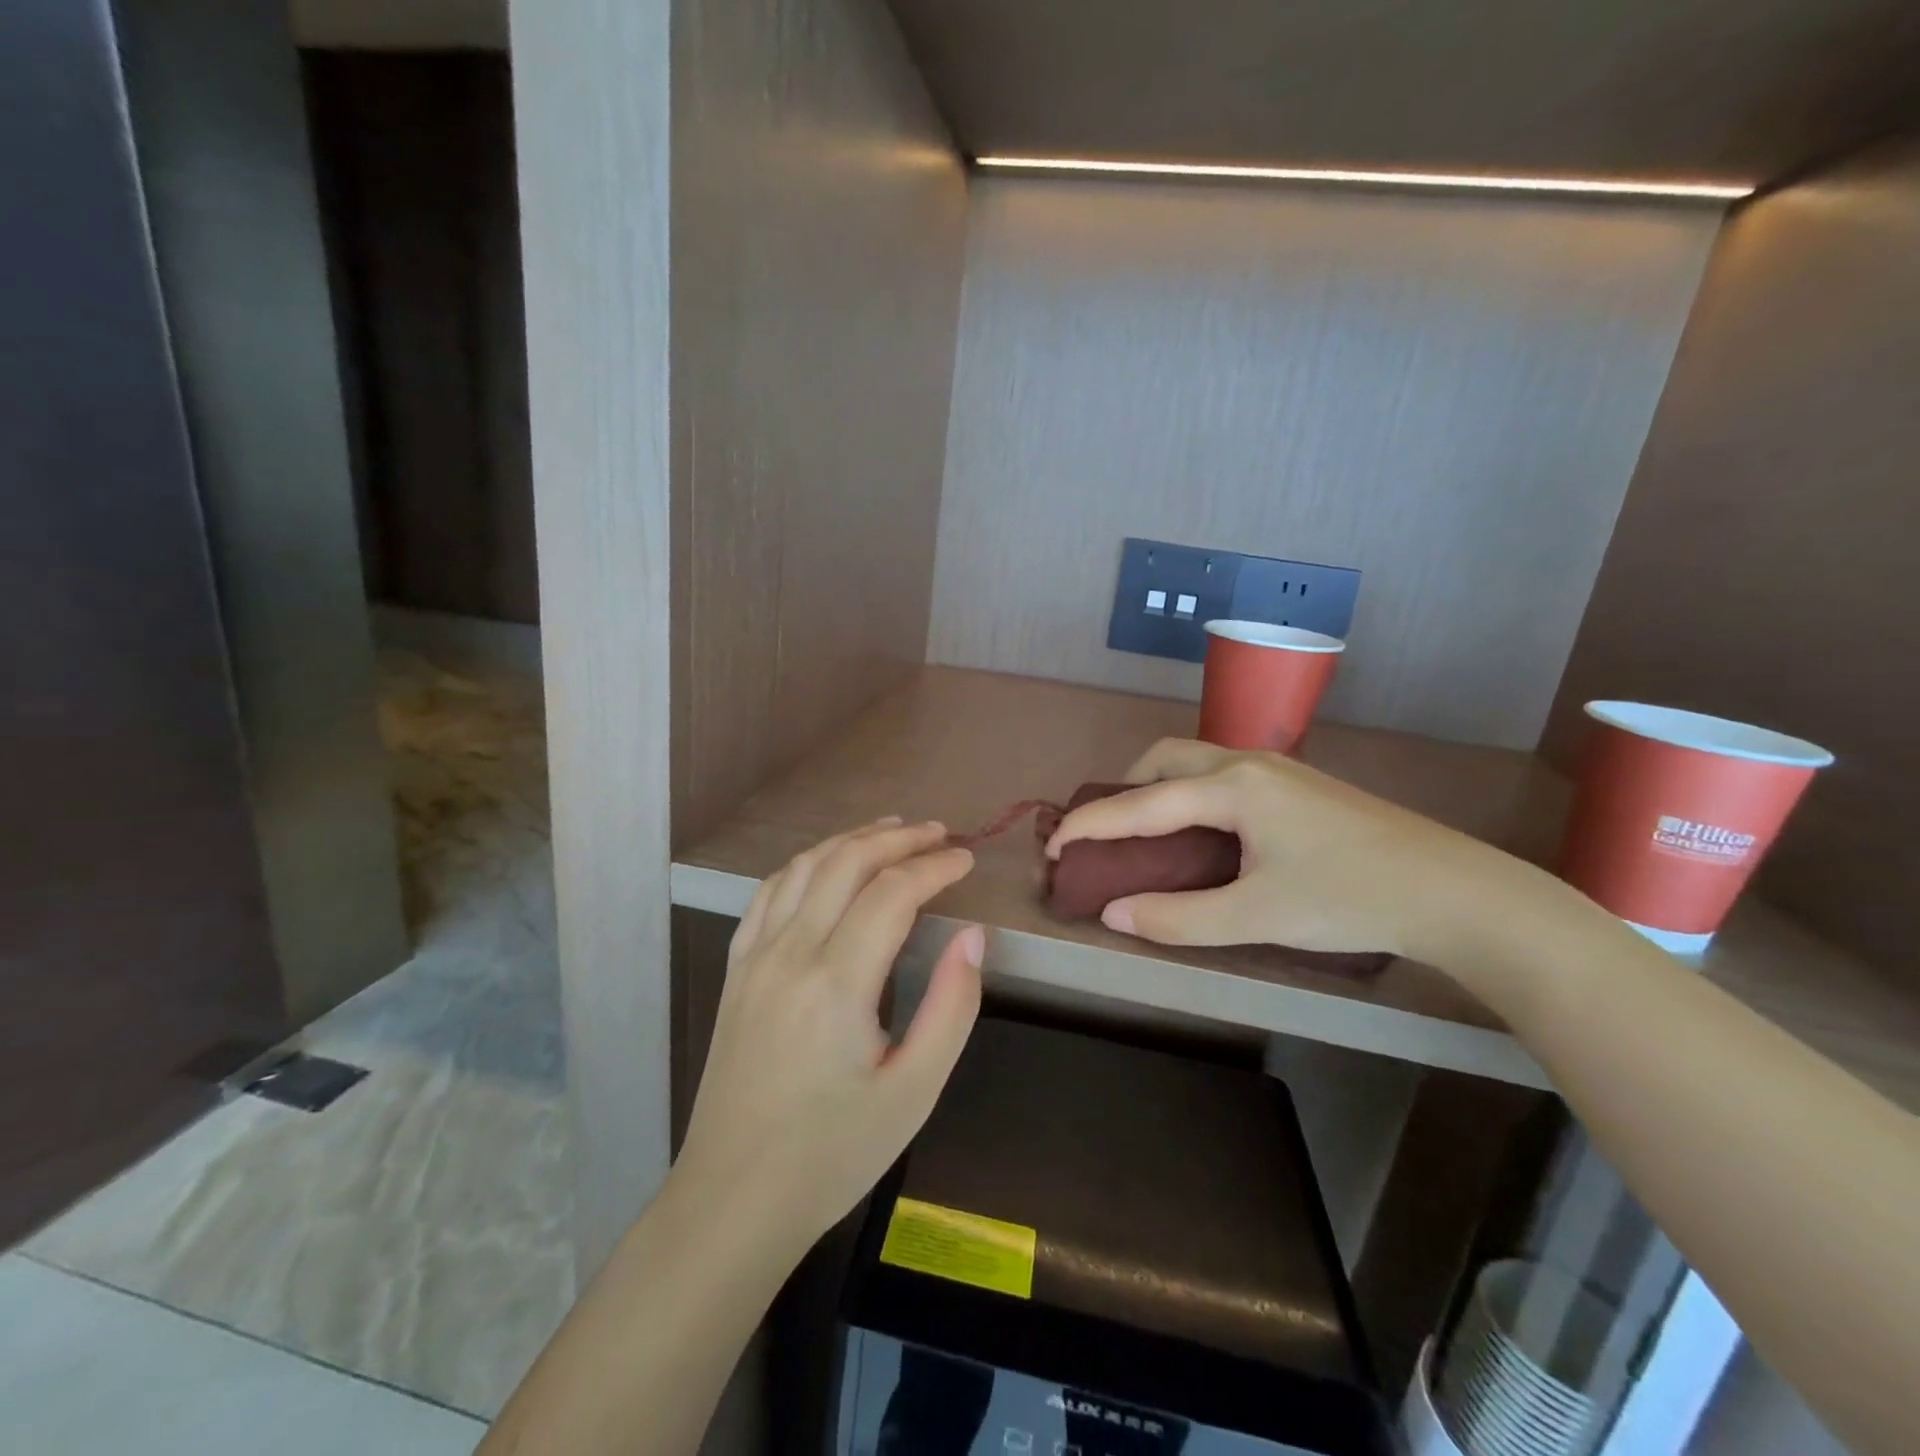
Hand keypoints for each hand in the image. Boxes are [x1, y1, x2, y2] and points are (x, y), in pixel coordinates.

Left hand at [675, 818, 984, 1251]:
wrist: (734, 1199)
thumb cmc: (834, 1152)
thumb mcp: (914, 1091)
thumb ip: (951, 1006)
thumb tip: (972, 936)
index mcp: (837, 982)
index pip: (892, 893)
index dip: (934, 867)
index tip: (966, 859)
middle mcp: (790, 953)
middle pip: (846, 863)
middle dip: (897, 840)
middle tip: (938, 834)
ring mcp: (755, 957)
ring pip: (805, 867)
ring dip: (851, 840)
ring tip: (892, 832)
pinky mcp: (736, 969)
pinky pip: (769, 892)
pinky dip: (807, 863)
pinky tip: (827, 864)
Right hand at [1045, 738, 1548, 966]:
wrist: (1456, 892)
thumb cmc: (1350, 898)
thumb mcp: (1257, 916)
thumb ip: (1178, 917)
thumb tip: (1113, 913)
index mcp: (1232, 786)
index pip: (1141, 803)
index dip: (1091, 824)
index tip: (1053, 845)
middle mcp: (1249, 763)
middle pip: (1165, 758)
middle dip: (1125, 790)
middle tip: (1110, 835)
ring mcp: (1279, 770)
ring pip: (1197, 762)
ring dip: (1159, 788)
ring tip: (1150, 835)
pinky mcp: (1299, 786)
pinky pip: (1223, 775)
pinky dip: (1191, 794)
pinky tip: (1205, 834)